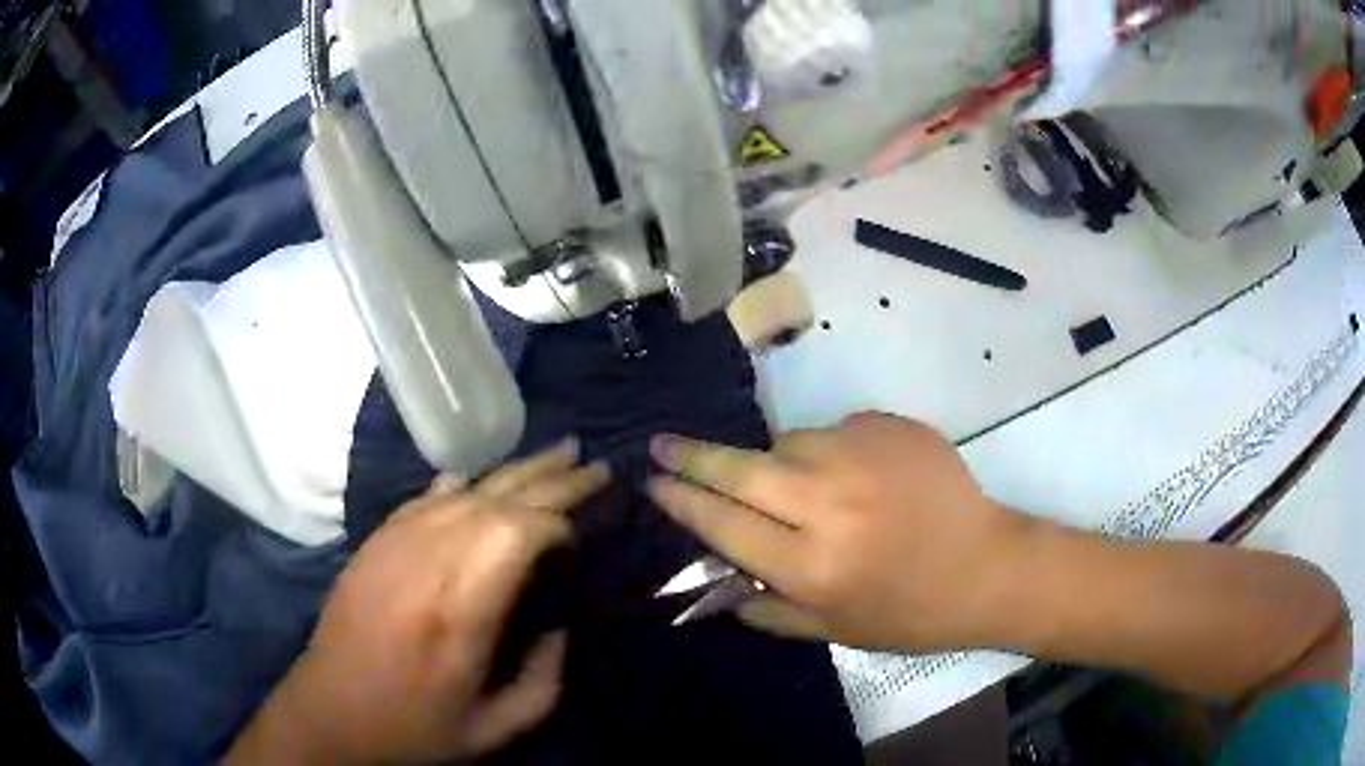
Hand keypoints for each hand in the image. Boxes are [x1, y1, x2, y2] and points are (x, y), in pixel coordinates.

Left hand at [227, 441, 609, 764]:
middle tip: (595, 466)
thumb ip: (545, 682)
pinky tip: (478, 478)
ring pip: (465, 488)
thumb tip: (561, 628)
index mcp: (458, 611)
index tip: (581, 538)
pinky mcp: (377, 540)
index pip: (516, 533)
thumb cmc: (414, 725)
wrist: (331, 710)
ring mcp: (396, 542)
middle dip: (551, 479)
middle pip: (497, 499)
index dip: (558, 523)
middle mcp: (427, 561)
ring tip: (558, 455)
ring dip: (515, 472)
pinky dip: (462, 484)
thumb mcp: (495, 729)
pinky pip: (427, 497)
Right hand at [648, 414, 1019, 651]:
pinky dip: (829, 453)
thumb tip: (716, 580)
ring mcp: (863, 455)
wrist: (987, 566)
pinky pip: (835, 432)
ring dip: (776, 462)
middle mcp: (830, 502)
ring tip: (802, 490)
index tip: (652, 482)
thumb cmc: (910, 612)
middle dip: (692, 456)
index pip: (724, 523)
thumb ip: (767, 609)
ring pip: (787, 442)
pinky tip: (858, 480)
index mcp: (812, 564)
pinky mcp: (890, 427)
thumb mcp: (834, 631)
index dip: (682, 501)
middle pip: (741, 468)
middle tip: (662, 444)